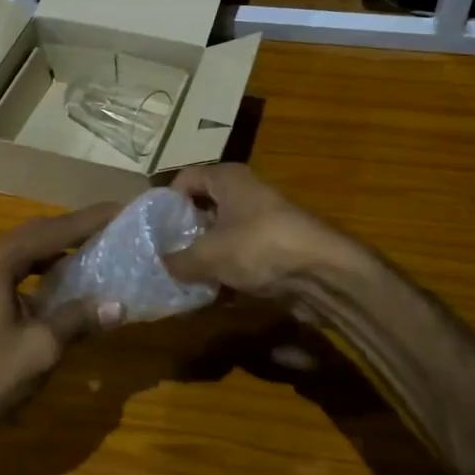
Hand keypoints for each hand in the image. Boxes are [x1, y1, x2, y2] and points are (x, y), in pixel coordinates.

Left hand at [0, 204, 124, 452]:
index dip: (91, 220)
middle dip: (79, 227)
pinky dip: (48, 264)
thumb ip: (78, 319)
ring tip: (100, 246)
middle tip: (117, 226)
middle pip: (41, 231)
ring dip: (64, 245)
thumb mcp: (40, 348)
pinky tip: (68, 279)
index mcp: (1, 260)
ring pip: (30, 247)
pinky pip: (22, 265)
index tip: (124, 210)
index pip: (55, 229)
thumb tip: (119, 305)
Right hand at [163, 164, 352, 300]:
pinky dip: (225, 274)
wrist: (324, 274)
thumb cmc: (259, 247)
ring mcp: (262, 222)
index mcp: (227, 178)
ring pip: (221, 237)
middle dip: (182, 234)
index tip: (150, 229)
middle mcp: (245, 193)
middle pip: (202, 209)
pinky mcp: (275, 249)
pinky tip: (210, 296)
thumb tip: (160, 265)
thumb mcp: (208, 255)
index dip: (165, 202)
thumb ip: (178, 260)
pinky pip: (240, 258)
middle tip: (161, 258)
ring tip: (180, 281)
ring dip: (203, 259)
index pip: (184, 179)